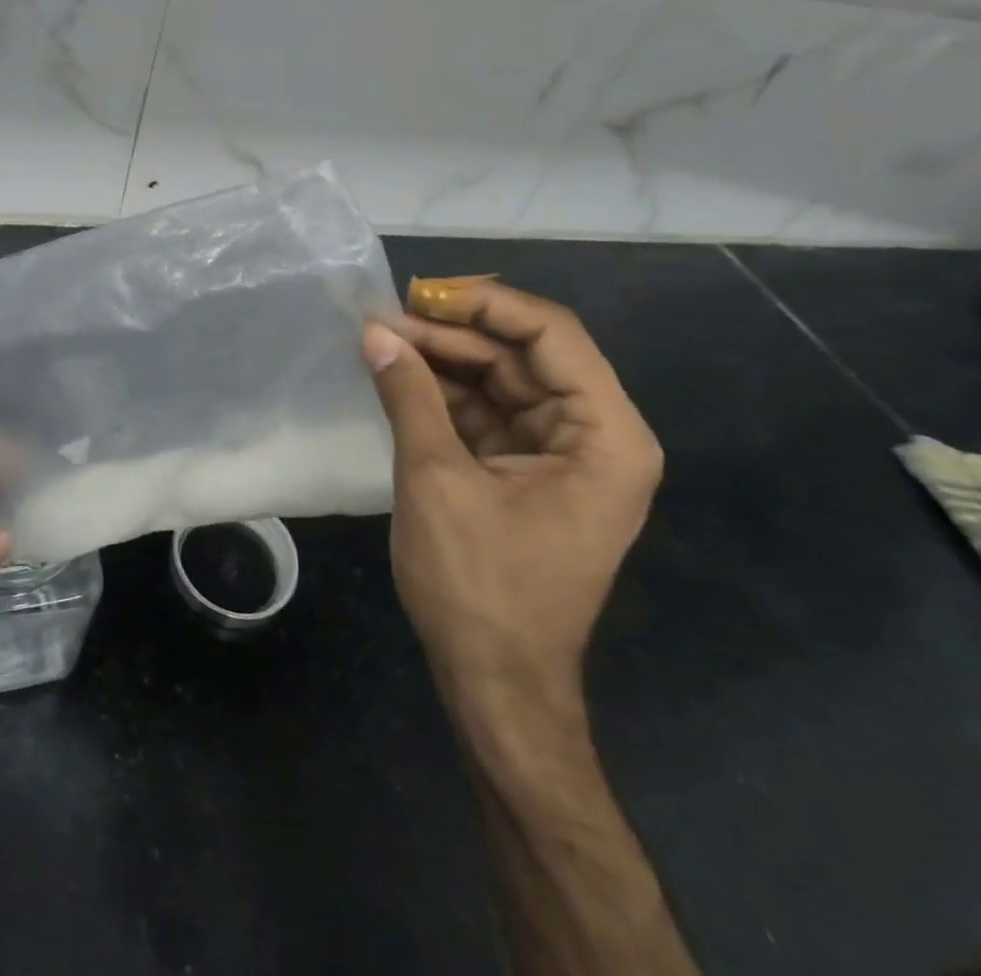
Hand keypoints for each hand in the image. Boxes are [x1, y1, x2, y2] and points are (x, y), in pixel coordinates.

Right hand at [363, 281, 662, 720]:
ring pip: (500, 382)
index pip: (552, 336)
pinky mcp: (523, 472)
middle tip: (383, 319)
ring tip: (380, 342)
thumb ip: (410, 396)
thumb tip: (374, 333)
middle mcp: (594, 436)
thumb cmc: (478, 585)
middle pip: (523, 356)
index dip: (485, 305)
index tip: (420, 295)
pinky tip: (398, 378)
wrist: (493, 684)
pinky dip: (443, 396)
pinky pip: (485, 415)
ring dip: (442, 362)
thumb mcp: (436, 480)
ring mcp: (558, 455)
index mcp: (606, 436)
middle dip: (453, 335)